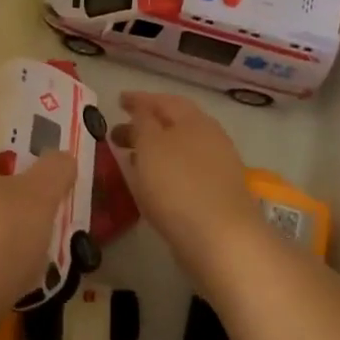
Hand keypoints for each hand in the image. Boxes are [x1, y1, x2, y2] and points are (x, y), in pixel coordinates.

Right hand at [113, 93, 261, 273]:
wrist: (222, 240)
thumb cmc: (178, 185)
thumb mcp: (150, 146)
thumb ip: (143, 123)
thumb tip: (142, 111)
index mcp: (194, 119)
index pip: (163, 100)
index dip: (139, 99)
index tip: (118, 100)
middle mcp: (210, 137)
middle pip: (174, 124)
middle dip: (145, 125)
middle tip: (117, 133)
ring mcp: (218, 167)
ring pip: (180, 149)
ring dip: (155, 150)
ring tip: (130, 159)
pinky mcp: (219, 195)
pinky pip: (186, 172)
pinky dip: (166, 170)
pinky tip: (153, 184)